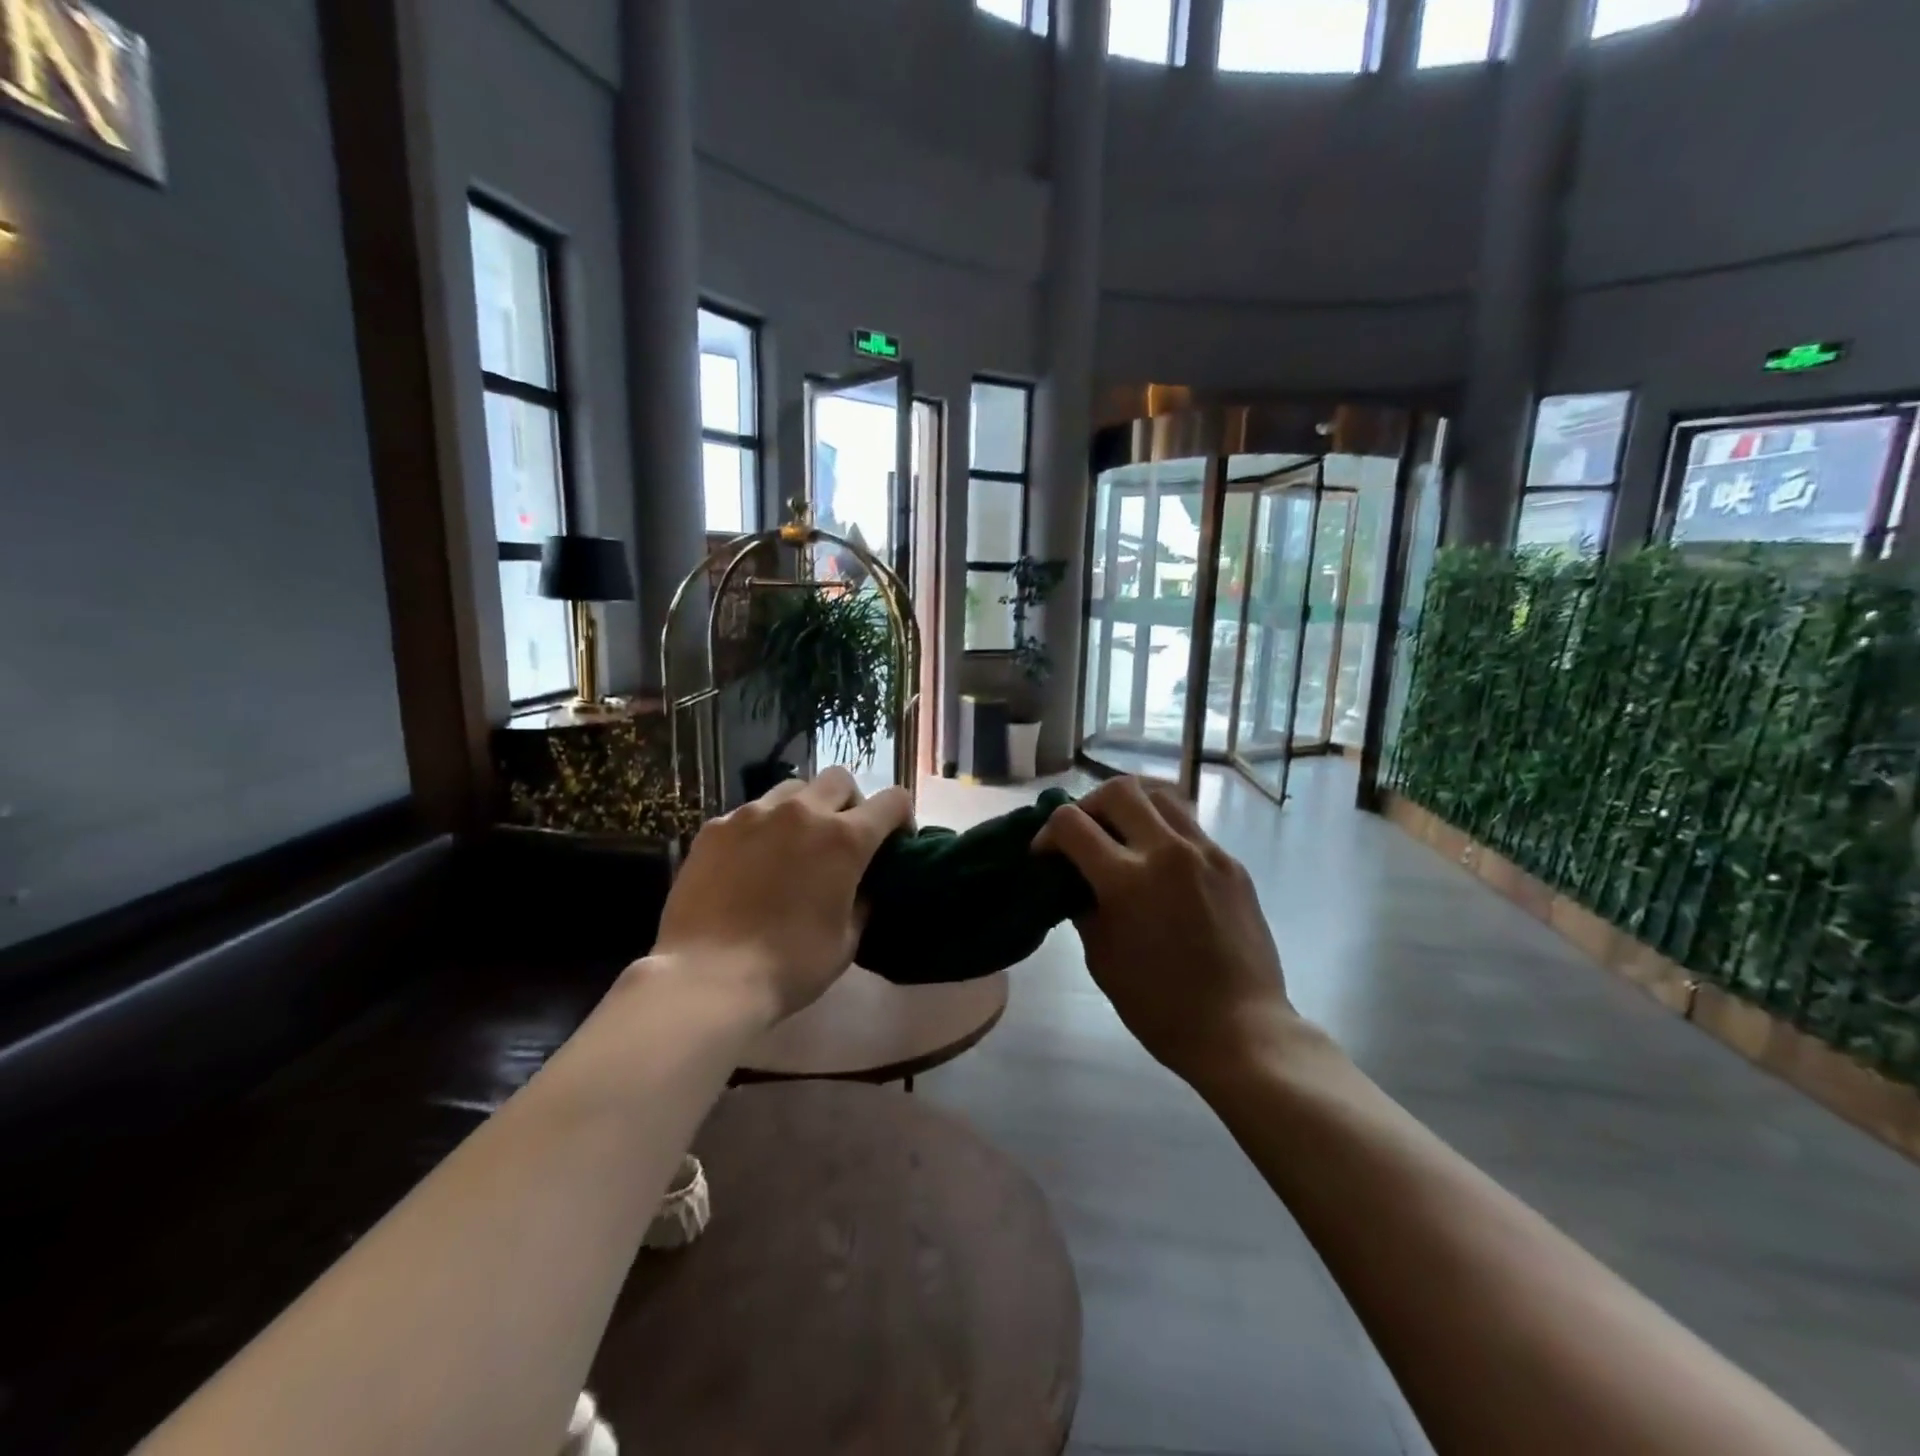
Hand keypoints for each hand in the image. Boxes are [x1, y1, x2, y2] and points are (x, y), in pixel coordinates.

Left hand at [650, 767, 913, 1024]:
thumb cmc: (790, 965)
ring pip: (792, 789)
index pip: (893, 801)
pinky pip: (750, 812)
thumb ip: (863, 900)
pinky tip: (750, 863)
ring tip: (794, 844)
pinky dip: (762, 828)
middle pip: (840, 780)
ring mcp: (754, 814)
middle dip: (851, 802)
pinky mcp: (716, 827)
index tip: (895, 842)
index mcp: (844, 838)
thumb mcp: (847, 940)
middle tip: (842, 839)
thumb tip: (862, 885)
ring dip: (805, 808)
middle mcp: (803, 812)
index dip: (902, 818)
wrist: (708, 978)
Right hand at [1035, 776, 1299, 1084]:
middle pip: (1118, 790)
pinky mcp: (1231, 863)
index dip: (1047, 833)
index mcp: (1126, 879)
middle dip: (1089, 805)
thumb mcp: (1101, 957)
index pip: (1071, 822)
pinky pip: (1190, 825)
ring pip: (1160, 795)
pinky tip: (1161, 864)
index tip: (1045, 855)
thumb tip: (1074, 878)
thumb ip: (1083, 905)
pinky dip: (1164, 830)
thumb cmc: (1159, 1005)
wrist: (1240, 1028)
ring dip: (1131, 807)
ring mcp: (1205, 852)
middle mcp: (1166, 851)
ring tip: (1123, 837)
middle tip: (1084, 834)